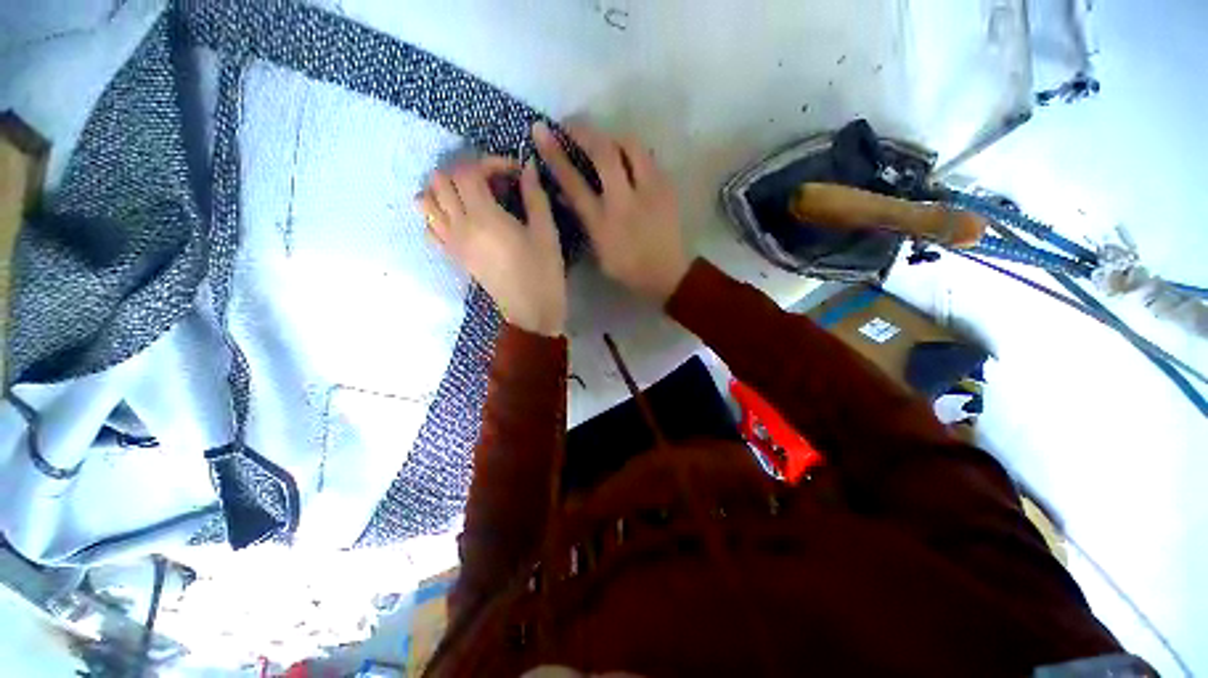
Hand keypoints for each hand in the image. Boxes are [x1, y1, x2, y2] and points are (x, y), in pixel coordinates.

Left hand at [417, 156, 566, 336]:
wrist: (531, 310)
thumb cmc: (543, 271)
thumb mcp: (546, 232)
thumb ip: (535, 196)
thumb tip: (528, 166)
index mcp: (484, 217)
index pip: (469, 172)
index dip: (490, 163)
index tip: (513, 171)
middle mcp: (459, 225)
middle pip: (441, 179)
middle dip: (466, 171)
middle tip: (494, 182)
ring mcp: (452, 242)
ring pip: (426, 200)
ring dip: (445, 188)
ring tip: (473, 195)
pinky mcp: (453, 255)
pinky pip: (429, 226)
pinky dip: (437, 212)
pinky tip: (461, 217)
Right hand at [534, 121, 689, 303]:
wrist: (668, 274)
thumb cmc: (628, 268)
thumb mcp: (598, 250)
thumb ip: (582, 219)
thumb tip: (564, 193)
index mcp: (603, 223)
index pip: (574, 182)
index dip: (555, 154)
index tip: (541, 132)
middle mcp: (625, 202)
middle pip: (604, 152)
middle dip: (583, 130)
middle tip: (571, 123)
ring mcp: (649, 191)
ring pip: (631, 146)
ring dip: (612, 137)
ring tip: (603, 140)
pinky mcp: (667, 187)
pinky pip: (647, 158)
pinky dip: (632, 153)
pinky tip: (627, 160)